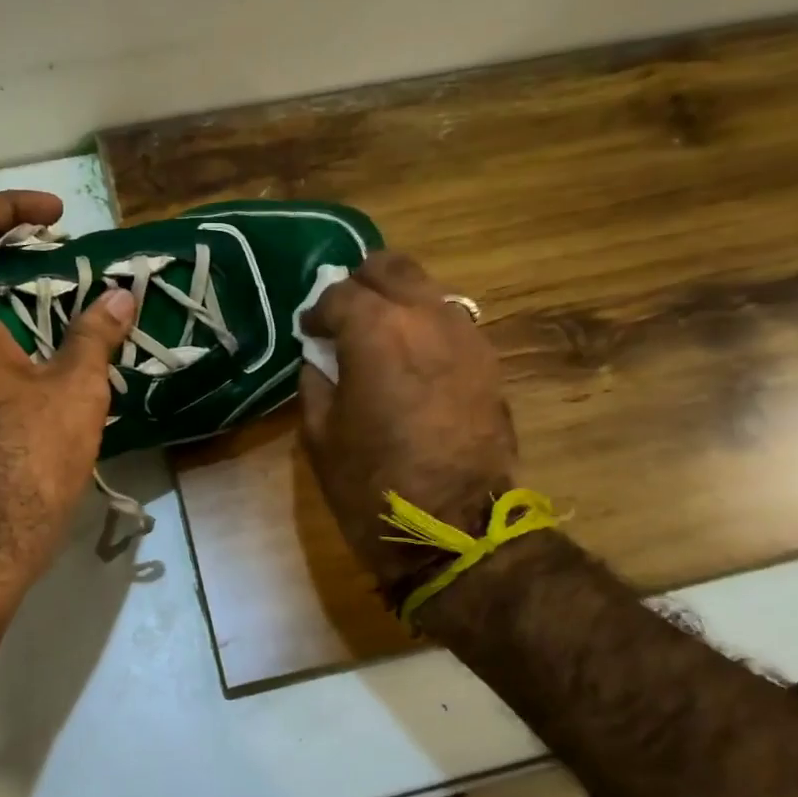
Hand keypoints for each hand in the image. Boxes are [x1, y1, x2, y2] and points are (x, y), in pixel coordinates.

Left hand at [0, 192, 134, 594]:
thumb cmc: (26, 460)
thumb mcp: (74, 391)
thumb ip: (95, 334)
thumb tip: (120, 297)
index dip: (9, 207)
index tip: (56, 216)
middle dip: (8, 249)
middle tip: (61, 256)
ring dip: (0, 292)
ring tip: (54, 299)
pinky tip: (31, 347)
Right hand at [298, 252, 517, 597]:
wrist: (455, 529)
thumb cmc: (372, 485)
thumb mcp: (319, 435)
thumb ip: (315, 380)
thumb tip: (320, 357)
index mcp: (376, 330)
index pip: (338, 293)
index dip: (316, 311)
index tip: (308, 333)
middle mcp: (426, 315)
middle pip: (391, 267)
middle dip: (361, 283)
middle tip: (344, 315)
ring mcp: (466, 334)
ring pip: (427, 288)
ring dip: (398, 301)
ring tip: (379, 336)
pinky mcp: (489, 361)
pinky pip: (452, 321)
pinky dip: (426, 326)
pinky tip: (413, 358)